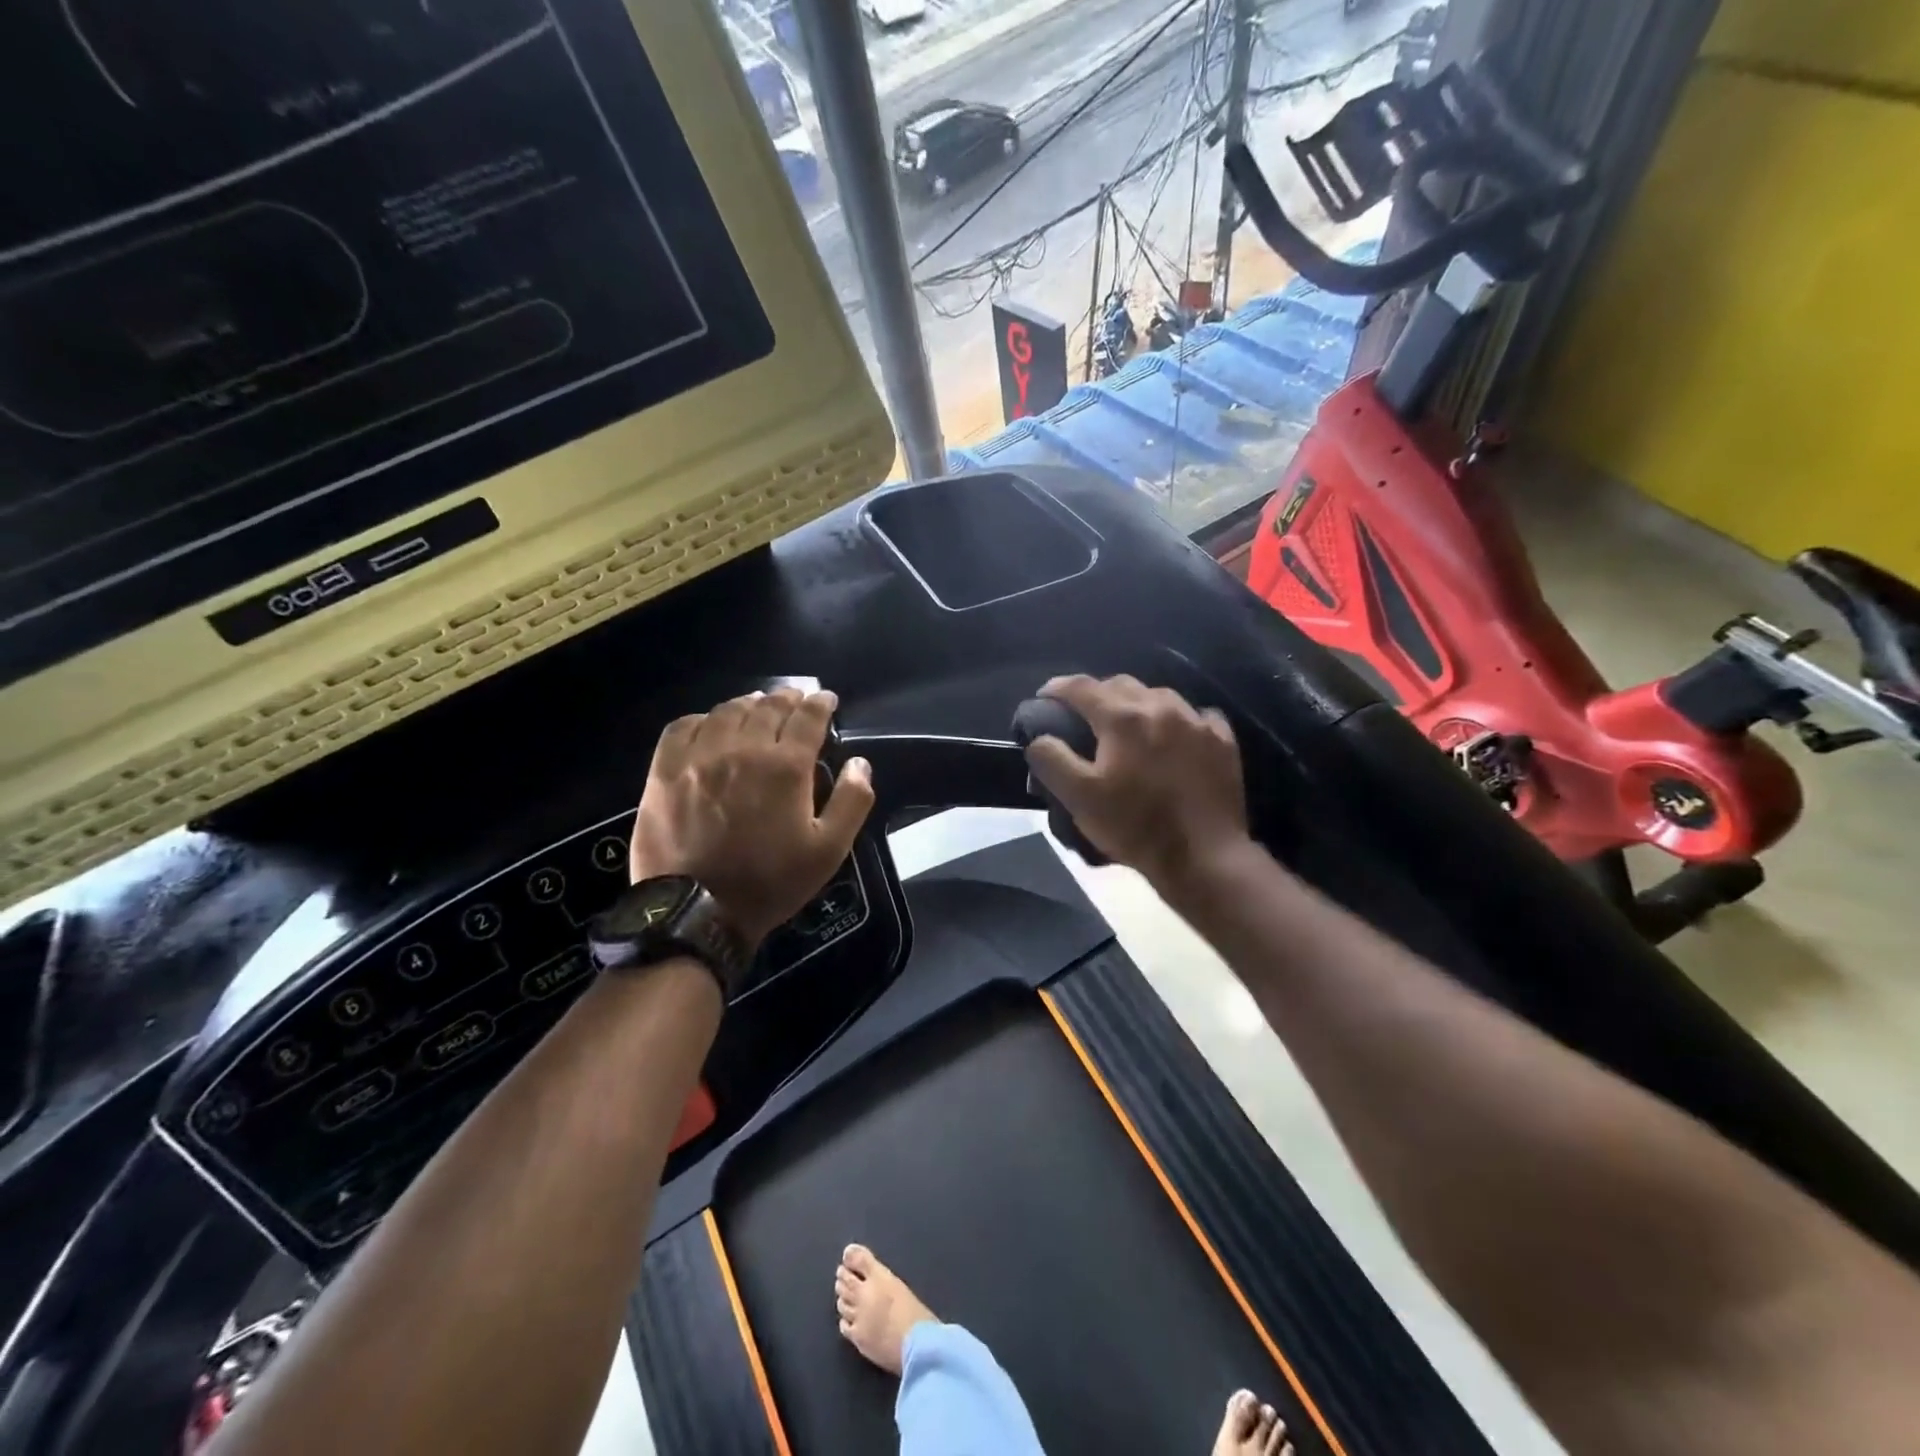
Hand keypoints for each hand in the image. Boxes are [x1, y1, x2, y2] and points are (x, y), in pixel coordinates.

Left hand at [631, 687, 874, 946]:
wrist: (698, 911)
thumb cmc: (771, 882)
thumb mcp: (829, 850)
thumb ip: (852, 801)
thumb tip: (859, 763)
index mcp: (785, 767)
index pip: (808, 717)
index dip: (820, 703)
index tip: (826, 699)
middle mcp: (743, 750)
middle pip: (768, 707)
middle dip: (788, 698)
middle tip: (796, 698)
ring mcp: (699, 758)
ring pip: (727, 712)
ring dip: (749, 704)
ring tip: (757, 706)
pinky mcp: (664, 771)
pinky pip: (683, 727)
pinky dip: (702, 718)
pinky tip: (710, 724)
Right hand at [1022, 675, 1249, 892]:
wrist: (1204, 857)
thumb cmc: (1136, 827)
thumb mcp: (1079, 798)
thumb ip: (1052, 760)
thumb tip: (1039, 738)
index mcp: (1123, 718)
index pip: (1081, 687)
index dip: (1057, 689)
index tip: (1043, 698)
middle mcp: (1161, 707)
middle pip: (1120, 684)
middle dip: (1096, 694)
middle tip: (1083, 717)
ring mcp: (1196, 721)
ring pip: (1158, 695)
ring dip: (1136, 704)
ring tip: (1128, 727)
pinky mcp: (1222, 740)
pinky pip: (1195, 715)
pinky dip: (1178, 720)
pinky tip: (1174, 738)